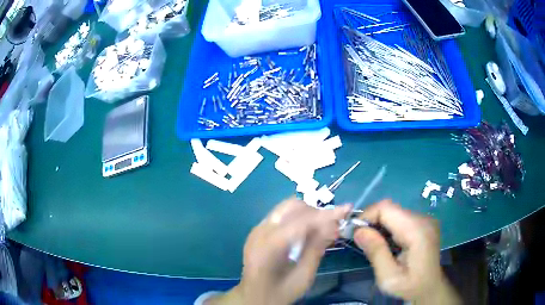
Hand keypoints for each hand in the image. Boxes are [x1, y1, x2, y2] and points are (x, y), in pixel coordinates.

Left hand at [206, 198, 350, 304]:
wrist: (252, 297)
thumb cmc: (278, 293)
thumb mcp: (302, 277)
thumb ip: (316, 249)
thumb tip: (334, 225)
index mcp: (268, 247)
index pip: (301, 221)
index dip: (326, 214)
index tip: (347, 208)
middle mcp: (259, 232)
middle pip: (291, 206)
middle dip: (316, 211)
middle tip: (333, 225)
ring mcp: (256, 229)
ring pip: (286, 208)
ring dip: (308, 213)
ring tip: (323, 228)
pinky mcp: (258, 231)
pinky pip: (281, 216)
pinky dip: (298, 218)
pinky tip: (308, 233)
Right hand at [354, 200, 459, 303]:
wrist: (430, 288)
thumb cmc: (410, 286)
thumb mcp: (389, 277)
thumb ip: (376, 252)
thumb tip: (358, 231)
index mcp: (417, 231)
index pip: (387, 208)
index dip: (367, 215)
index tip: (354, 233)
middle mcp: (423, 219)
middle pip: (390, 208)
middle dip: (371, 220)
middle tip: (360, 240)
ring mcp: (425, 219)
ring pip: (394, 212)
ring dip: (379, 223)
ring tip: (372, 242)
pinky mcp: (423, 223)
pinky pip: (401, 217)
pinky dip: (388, 226)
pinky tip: (386, 242)